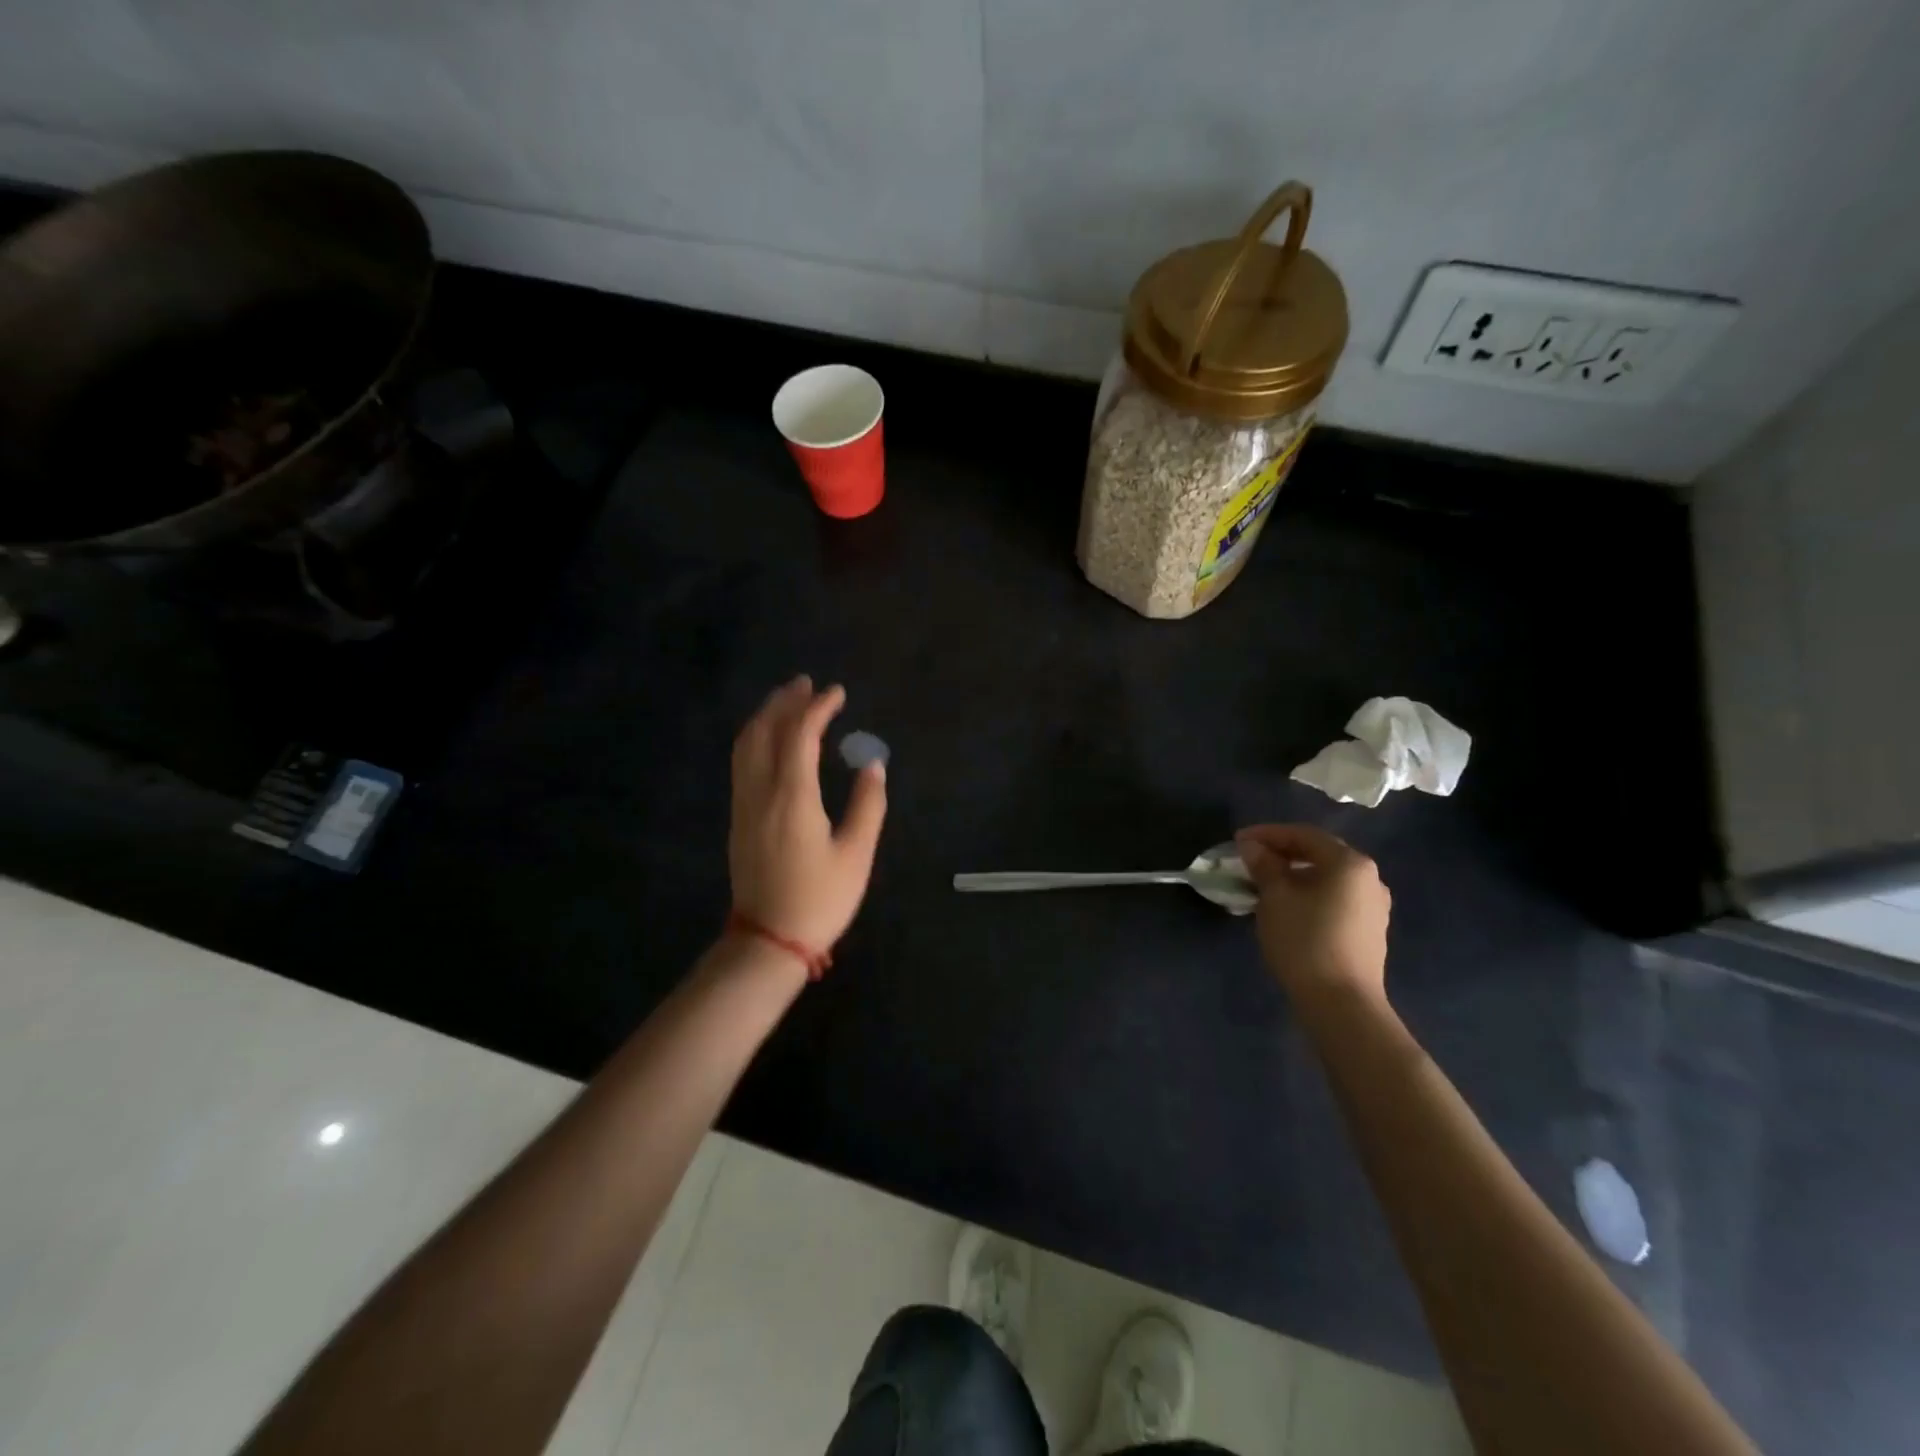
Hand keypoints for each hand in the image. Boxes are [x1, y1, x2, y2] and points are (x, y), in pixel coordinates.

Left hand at [729, 676, 887, 953]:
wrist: (769, 940)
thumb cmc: (819, 899)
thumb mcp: (856, 855)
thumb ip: (868, 805)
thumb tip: (873, 764)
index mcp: (793, 797)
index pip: (800, 735)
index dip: (818, 708)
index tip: (837, 693)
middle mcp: (761, 792)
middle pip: (765, 731)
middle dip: (785, 702)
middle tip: (807, 683)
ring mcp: (744, 804)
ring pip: (746, 745)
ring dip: (765, 716)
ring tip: (787, 701)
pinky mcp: (738, 817)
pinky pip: (742, 762)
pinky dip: (755, 737)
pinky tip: (769, 738)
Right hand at [1234, 823, 1390, 1007]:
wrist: (1341, 1003)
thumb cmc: (1305, 940)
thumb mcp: (1275, 897)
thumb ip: (1264, 864)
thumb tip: (1252, 846)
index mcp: (1349, 863)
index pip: (1304, 835)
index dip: (1268, 833)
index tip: (1238, 840)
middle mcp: (1369, 878)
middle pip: (1320, 853)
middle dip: (1282, 852)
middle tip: (1251, 859)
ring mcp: (1374, 906)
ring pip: (1327, 878)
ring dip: (1295, 875)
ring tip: (1265, 883)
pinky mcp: (1369, 931)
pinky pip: (1334, 899)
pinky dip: (1309, 894)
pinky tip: (1288, 907)